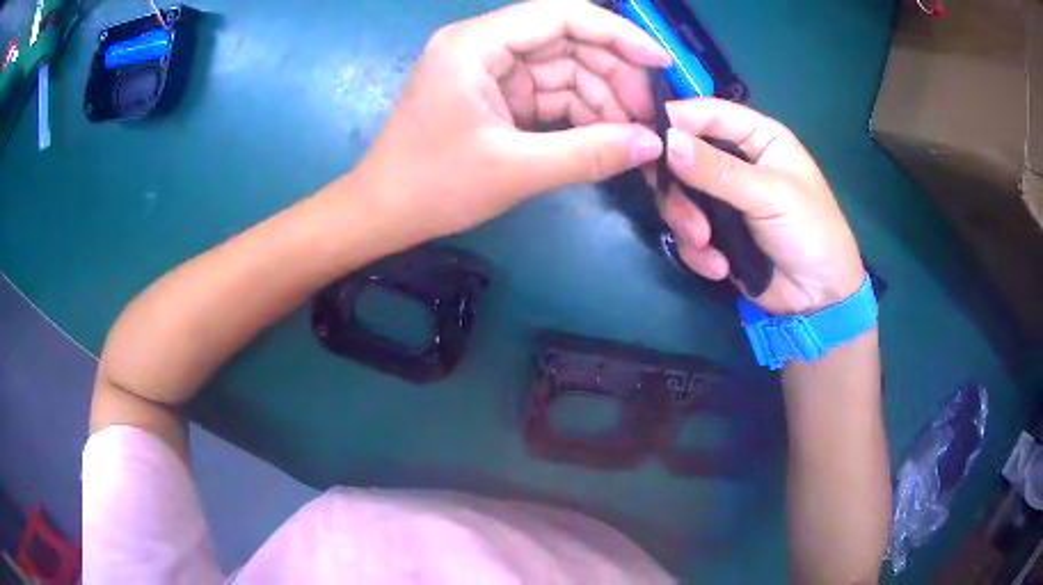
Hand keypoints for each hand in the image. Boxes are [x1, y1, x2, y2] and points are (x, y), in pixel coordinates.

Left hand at [353, 0, 669, 240]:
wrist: (382, 213)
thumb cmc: (434, 187)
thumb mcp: (516, 170)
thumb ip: (590, 153)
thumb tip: (652, 144)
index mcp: (476, 44)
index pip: (560, 16)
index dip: (617, 33)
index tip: (660, 62)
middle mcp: (483, 44)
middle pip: (566, 41)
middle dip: (611, 75)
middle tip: (646, 118)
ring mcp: (489, 69)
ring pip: (562, 68)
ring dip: (599, 98)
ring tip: (629, 137)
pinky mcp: (494, 94)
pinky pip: (548, 92)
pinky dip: (577, 113)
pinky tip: (602, 137)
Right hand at [658, 99, 863, 314]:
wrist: (818, 298)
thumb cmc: (810, 232)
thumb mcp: (769, 195)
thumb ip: (717, 169)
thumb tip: (666, 140)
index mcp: (757, 137)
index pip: (707, 113)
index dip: (675, 119)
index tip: (644, 138)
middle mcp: (735, 161)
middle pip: (682, 154)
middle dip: (678, 187)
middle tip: (685, 211)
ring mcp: (722, 198)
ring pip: (678, 195)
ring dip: (686, 223)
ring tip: (706, 244)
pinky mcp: (715, 232)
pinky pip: (686, 232)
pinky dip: (698, 251)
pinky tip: (719, 268)